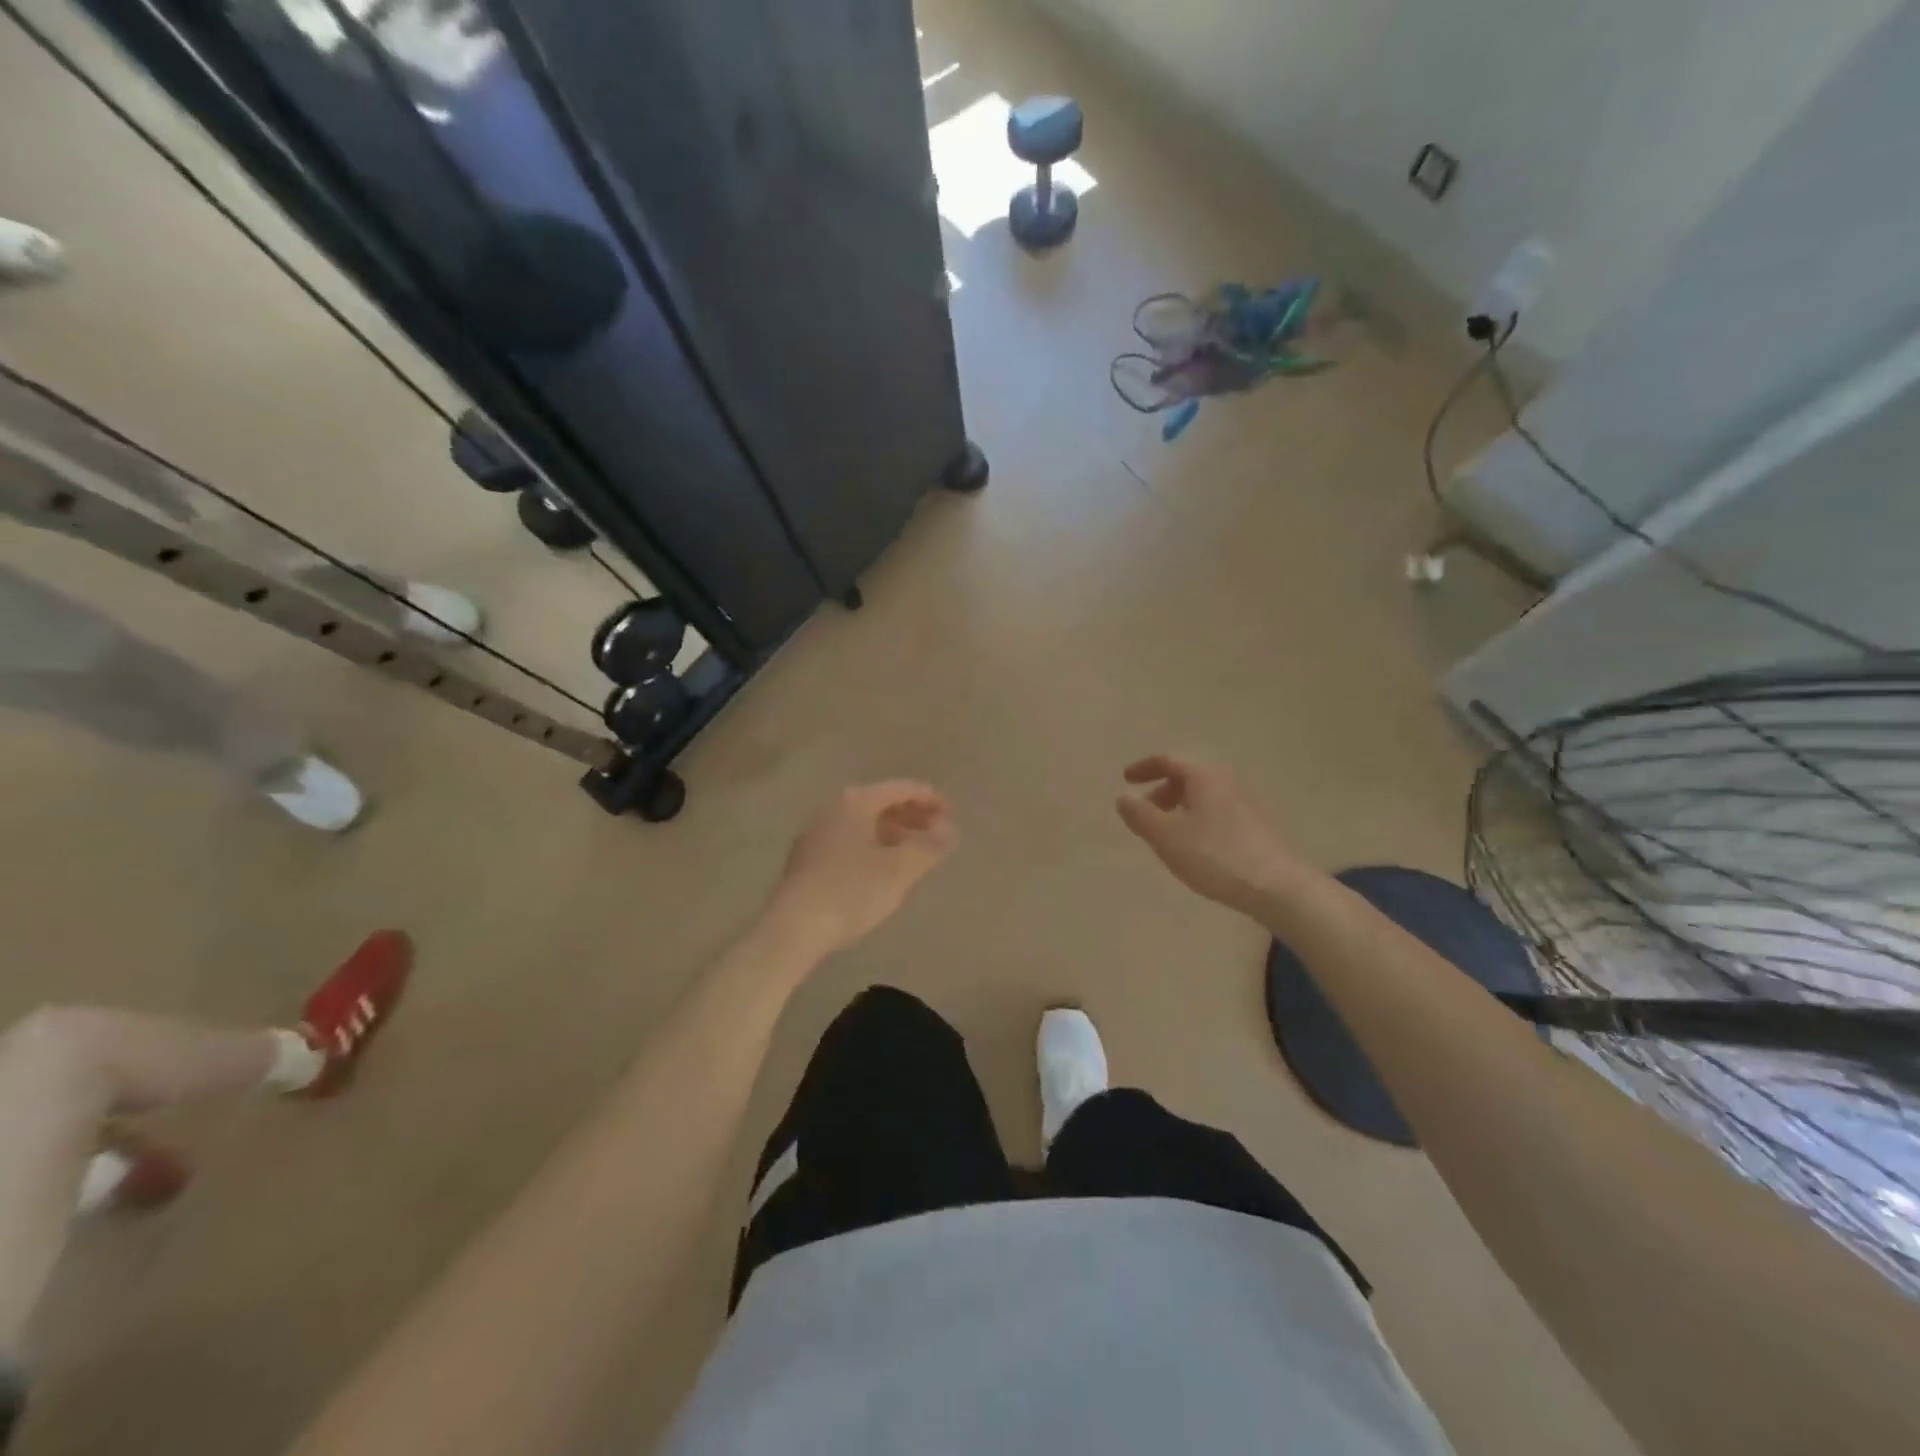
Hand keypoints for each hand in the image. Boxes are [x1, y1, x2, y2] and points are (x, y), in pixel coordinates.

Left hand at [763, 781, 958, 956]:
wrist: (793, 928)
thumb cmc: (851, 892)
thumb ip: (929, 847)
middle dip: (911, 816)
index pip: (900, 788)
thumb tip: (951, 830)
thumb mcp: (899, 870)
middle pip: (880, 803)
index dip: (929, 798)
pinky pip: (849, 840)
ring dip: (893, 833)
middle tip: (937, 833)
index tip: (952, 813)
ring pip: (863, 823)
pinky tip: (881, 870)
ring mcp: (816, 833)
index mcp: (855, 802)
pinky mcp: (807, 859)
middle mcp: (833, 808)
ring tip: (913, 853)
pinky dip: (872, 846)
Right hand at [1116, 755, 1302, 915]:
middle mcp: (1226, 782)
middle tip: (1144, 813)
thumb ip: (1139, 814)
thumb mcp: (1166, 836)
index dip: (1144, 768)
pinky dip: (1195, 820)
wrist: (1275, 887)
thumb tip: (1123, 798)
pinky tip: (1193, 848)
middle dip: (1161, 792)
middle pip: (1186, 778)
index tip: (1126, 779)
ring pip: (1201, 797)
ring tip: (1165, 835)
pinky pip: (1215, 813)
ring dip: (1178, 808)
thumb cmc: (1214, 855)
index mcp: (1204, 777)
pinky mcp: (1254, 827)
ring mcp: (1244, 804)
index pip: (1168, 761)